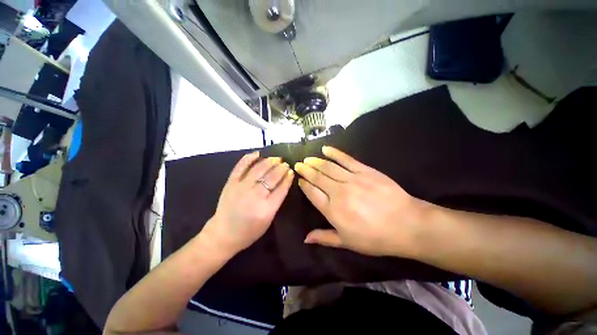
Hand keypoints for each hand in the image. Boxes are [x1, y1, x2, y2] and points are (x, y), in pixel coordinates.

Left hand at [201, 151, 293, 255]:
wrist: (223, 234)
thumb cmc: (249, 231)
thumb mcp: (268, 220)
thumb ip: (276, 201)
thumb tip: (283, 182)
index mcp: (266, 209)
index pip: (281, 189)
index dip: (287, 178)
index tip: (291, 172)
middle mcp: (254, 197)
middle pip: (271, 178)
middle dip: (281, 168)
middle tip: (286, 164)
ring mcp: (241, 188)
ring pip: (258, 170)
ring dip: (269, 162)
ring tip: (276, 159)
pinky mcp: (230, 183)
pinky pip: (240, 167)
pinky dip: (249, 158)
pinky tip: (258, 153)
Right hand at [294, 146, 431, 257]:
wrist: (406, 225)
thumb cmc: (375, 238)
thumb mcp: (347, 242)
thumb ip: (324, 237)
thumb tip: (305, 238)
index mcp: (332, 210)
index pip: (312, 193)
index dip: (304, 185)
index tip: (299, 180)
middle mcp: (338, 192)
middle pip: (317, 177)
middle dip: (306, 170)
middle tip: (298, 165)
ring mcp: (351, 179)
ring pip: (328, 167)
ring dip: (315, 162)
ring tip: (307, 159)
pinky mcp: (364, 170)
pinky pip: (346, 159)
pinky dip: (334, 153)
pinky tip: (325, 149)